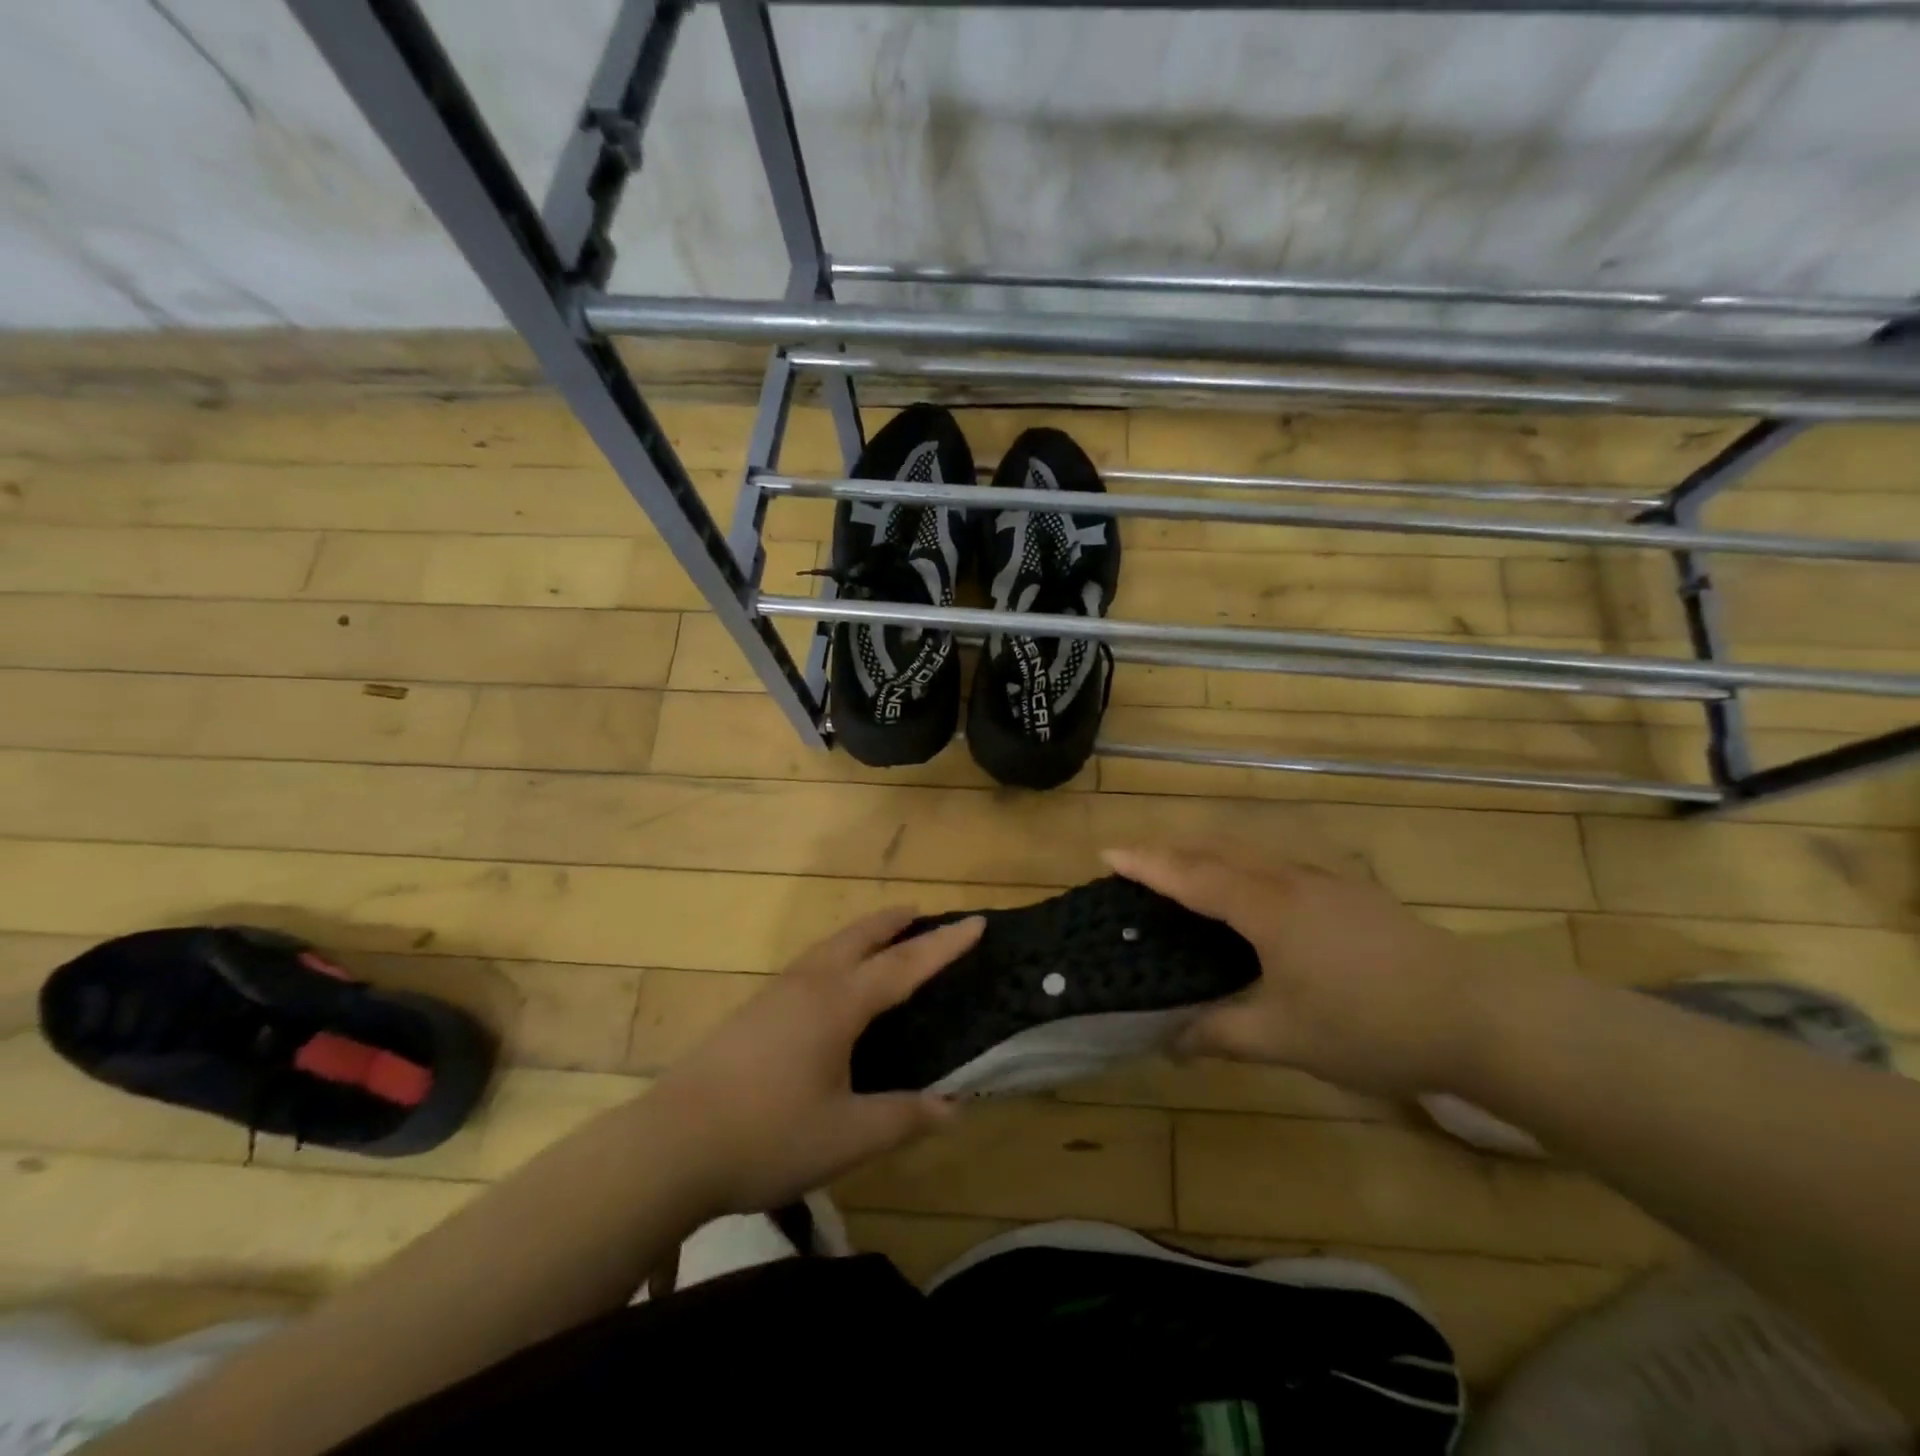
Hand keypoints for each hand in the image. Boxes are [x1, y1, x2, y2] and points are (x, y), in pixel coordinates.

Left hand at [647, 909, 981, 1216]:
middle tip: (920, 912)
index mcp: (838, 1004)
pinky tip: (827, 984)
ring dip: (860, 935)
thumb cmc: (767, 1136)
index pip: (904, 966)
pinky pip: (807, 966)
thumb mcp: (847, 1136)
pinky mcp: (750, 1013)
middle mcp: (808, 986)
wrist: (669, 1145)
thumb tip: (956, 1106)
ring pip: (827, 948)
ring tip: (880, 937)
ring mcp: (774, 995)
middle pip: (859, 938)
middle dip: (893, 922)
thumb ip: (904, 1118)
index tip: (976, 921)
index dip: (944, 945)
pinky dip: (834, 956)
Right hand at [1104, 845, 1485, 1095]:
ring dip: (1210, 850)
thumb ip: (1219, 1034)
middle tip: (1137, 863)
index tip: (1107, 854)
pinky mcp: (1353, 888)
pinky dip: (1249, 858)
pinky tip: (1259, 879)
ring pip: (1252, 848)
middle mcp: (1290, 878)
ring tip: (1185, 866)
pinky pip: (1282, 857)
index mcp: (1265, 906)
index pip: (1190, 875)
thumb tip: (1166, 1042)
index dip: (1146, 864)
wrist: (1478, 1015)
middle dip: (1171, 851)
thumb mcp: (1285, 1039)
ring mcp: (1326, 878)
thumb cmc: (1370, 1024)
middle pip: (1217, 850)